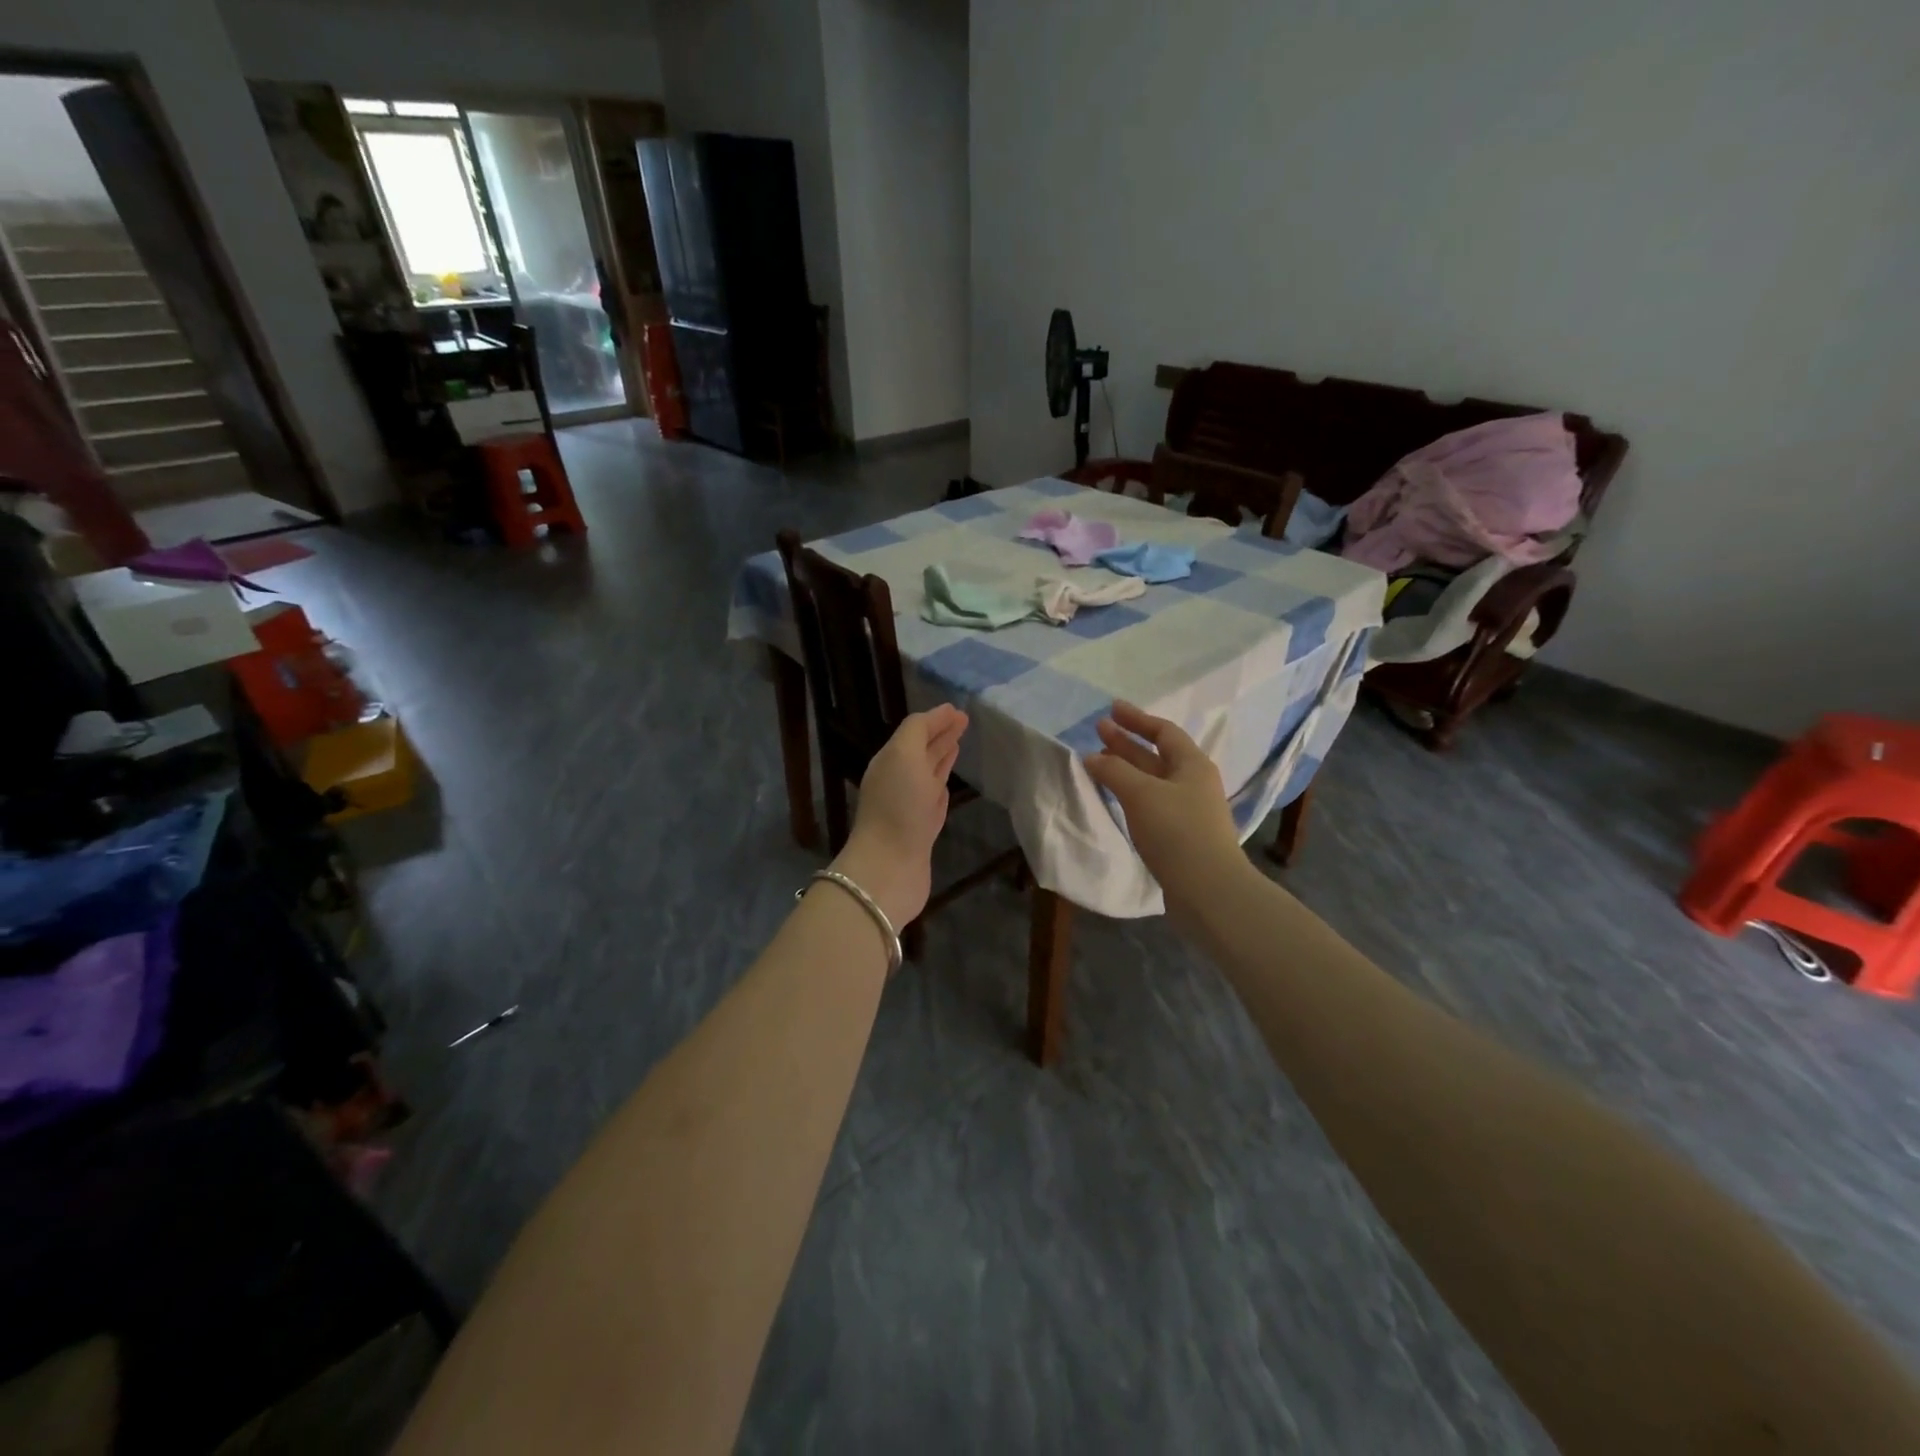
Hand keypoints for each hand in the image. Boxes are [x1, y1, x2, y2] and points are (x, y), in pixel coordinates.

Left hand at [833, 705, 968, 929]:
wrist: (889, 867)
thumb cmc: (898, 806)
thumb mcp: (903, 755)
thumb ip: (918, 731)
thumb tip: (939, 715)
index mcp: (890, 760)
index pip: (915, 732)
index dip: (936, 720)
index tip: (960, 710)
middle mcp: (898, 780)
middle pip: (922, 752)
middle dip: (941, 736)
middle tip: (964, 722)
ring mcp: (910, 807)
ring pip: (928, 775)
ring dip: (942, 759)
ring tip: (958, 745)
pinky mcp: (922, 830)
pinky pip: (934, 800)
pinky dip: (941, 786)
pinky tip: (948, 782)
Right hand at [1084, 701, 1242, 905]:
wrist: (1208, 890)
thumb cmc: (1177, 832)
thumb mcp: (1141, 794)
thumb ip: (1114, 771)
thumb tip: (1092, 757)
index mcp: (1192, 765)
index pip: (1163, 732)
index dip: (1137, 719)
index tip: (1111, 709)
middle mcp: (1193, 783)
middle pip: (1157, 755)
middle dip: (1127, 742)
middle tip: (1098, 730)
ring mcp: (1188, 810)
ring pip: (1152, 780)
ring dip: (1126, 767)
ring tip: (1099, 761)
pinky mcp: (1180, 835)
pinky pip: (1151, 802)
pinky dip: (1130, 793)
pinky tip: (1115, 797)